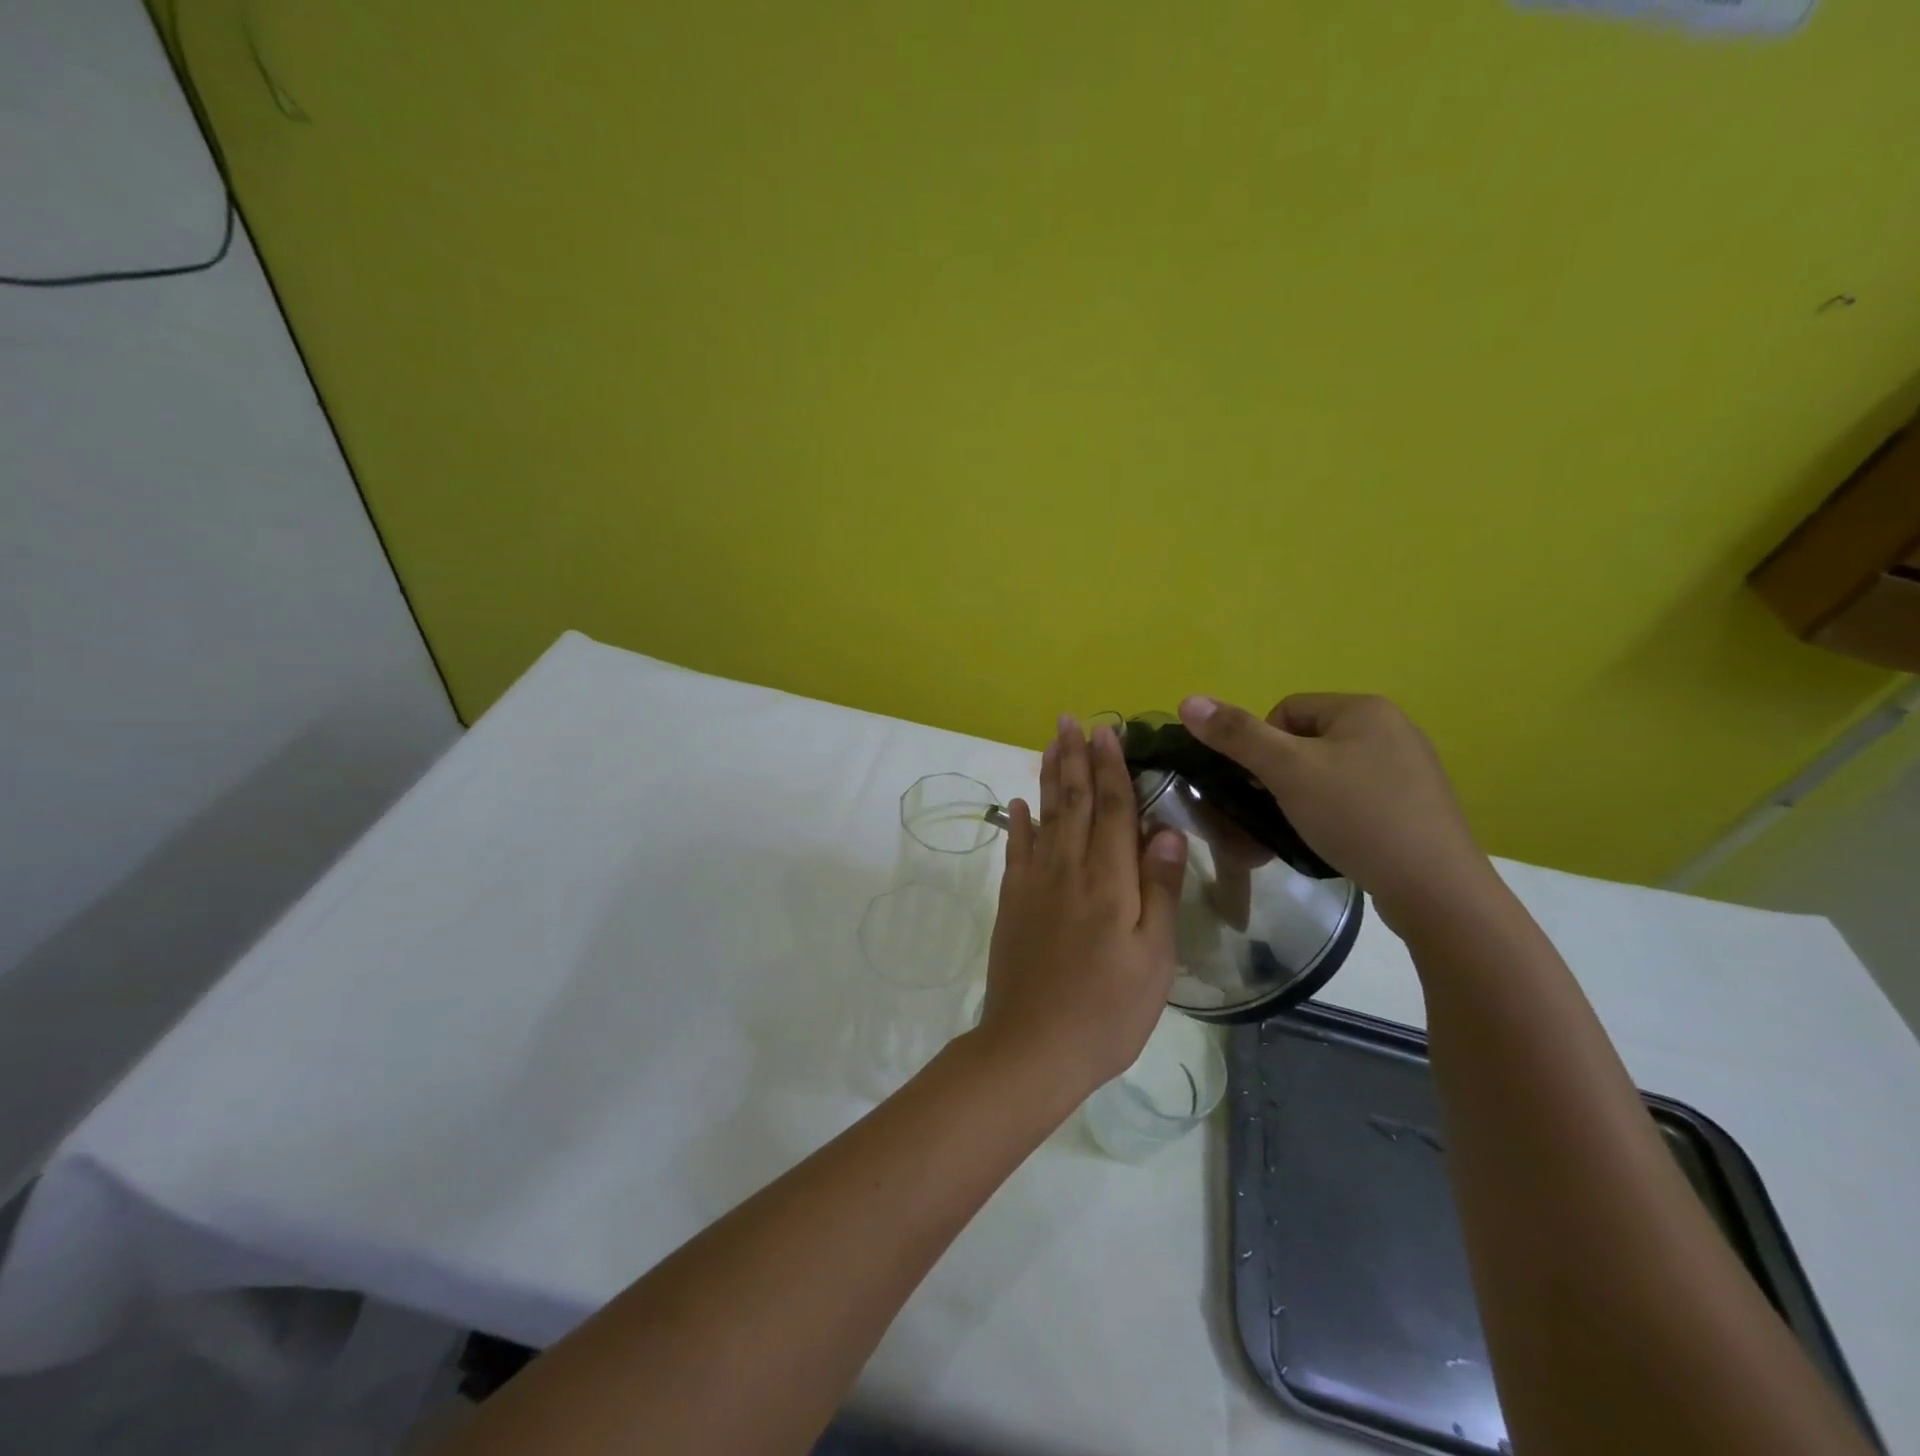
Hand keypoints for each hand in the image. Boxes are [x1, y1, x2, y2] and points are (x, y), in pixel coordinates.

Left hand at [977, 716, 1188, 1101]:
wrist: (1033, 1047)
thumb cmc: (1108, 1010)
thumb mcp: (1154, 958)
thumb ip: (1159, 890)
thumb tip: (1166, 830)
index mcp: (1109, 881)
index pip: (1112, 809)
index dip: (1111, 768)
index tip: (1107, 732)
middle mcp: (1067, 869)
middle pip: (1072, 801)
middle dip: (1074, 758)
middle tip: (1070, 720)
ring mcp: (1033, 884)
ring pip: (1043, 816)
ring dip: (1048, 777)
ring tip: (1049, 744)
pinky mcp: (1011, 902)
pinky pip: (1016, 850)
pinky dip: (1019, 822)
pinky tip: (1019, 804)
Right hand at [1176, 693, 1492, 927]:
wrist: (1435, 888)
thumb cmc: (1356, 816)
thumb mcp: (1287, 771)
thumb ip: (1237, 735)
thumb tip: (1187, 700)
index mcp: (1363, 708)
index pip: (1286, 711)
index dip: (1262, 747)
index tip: (1265, 786)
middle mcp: (1392, 728)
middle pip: (1306, 741)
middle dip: (1283, 775)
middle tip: (1281, 810)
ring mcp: (1409, 768)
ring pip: (1330, 771)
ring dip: (1306, 796)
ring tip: (1306, 829)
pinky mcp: (1416, 805)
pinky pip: (1357, 796)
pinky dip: (1337, 814)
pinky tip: (1337, 840)